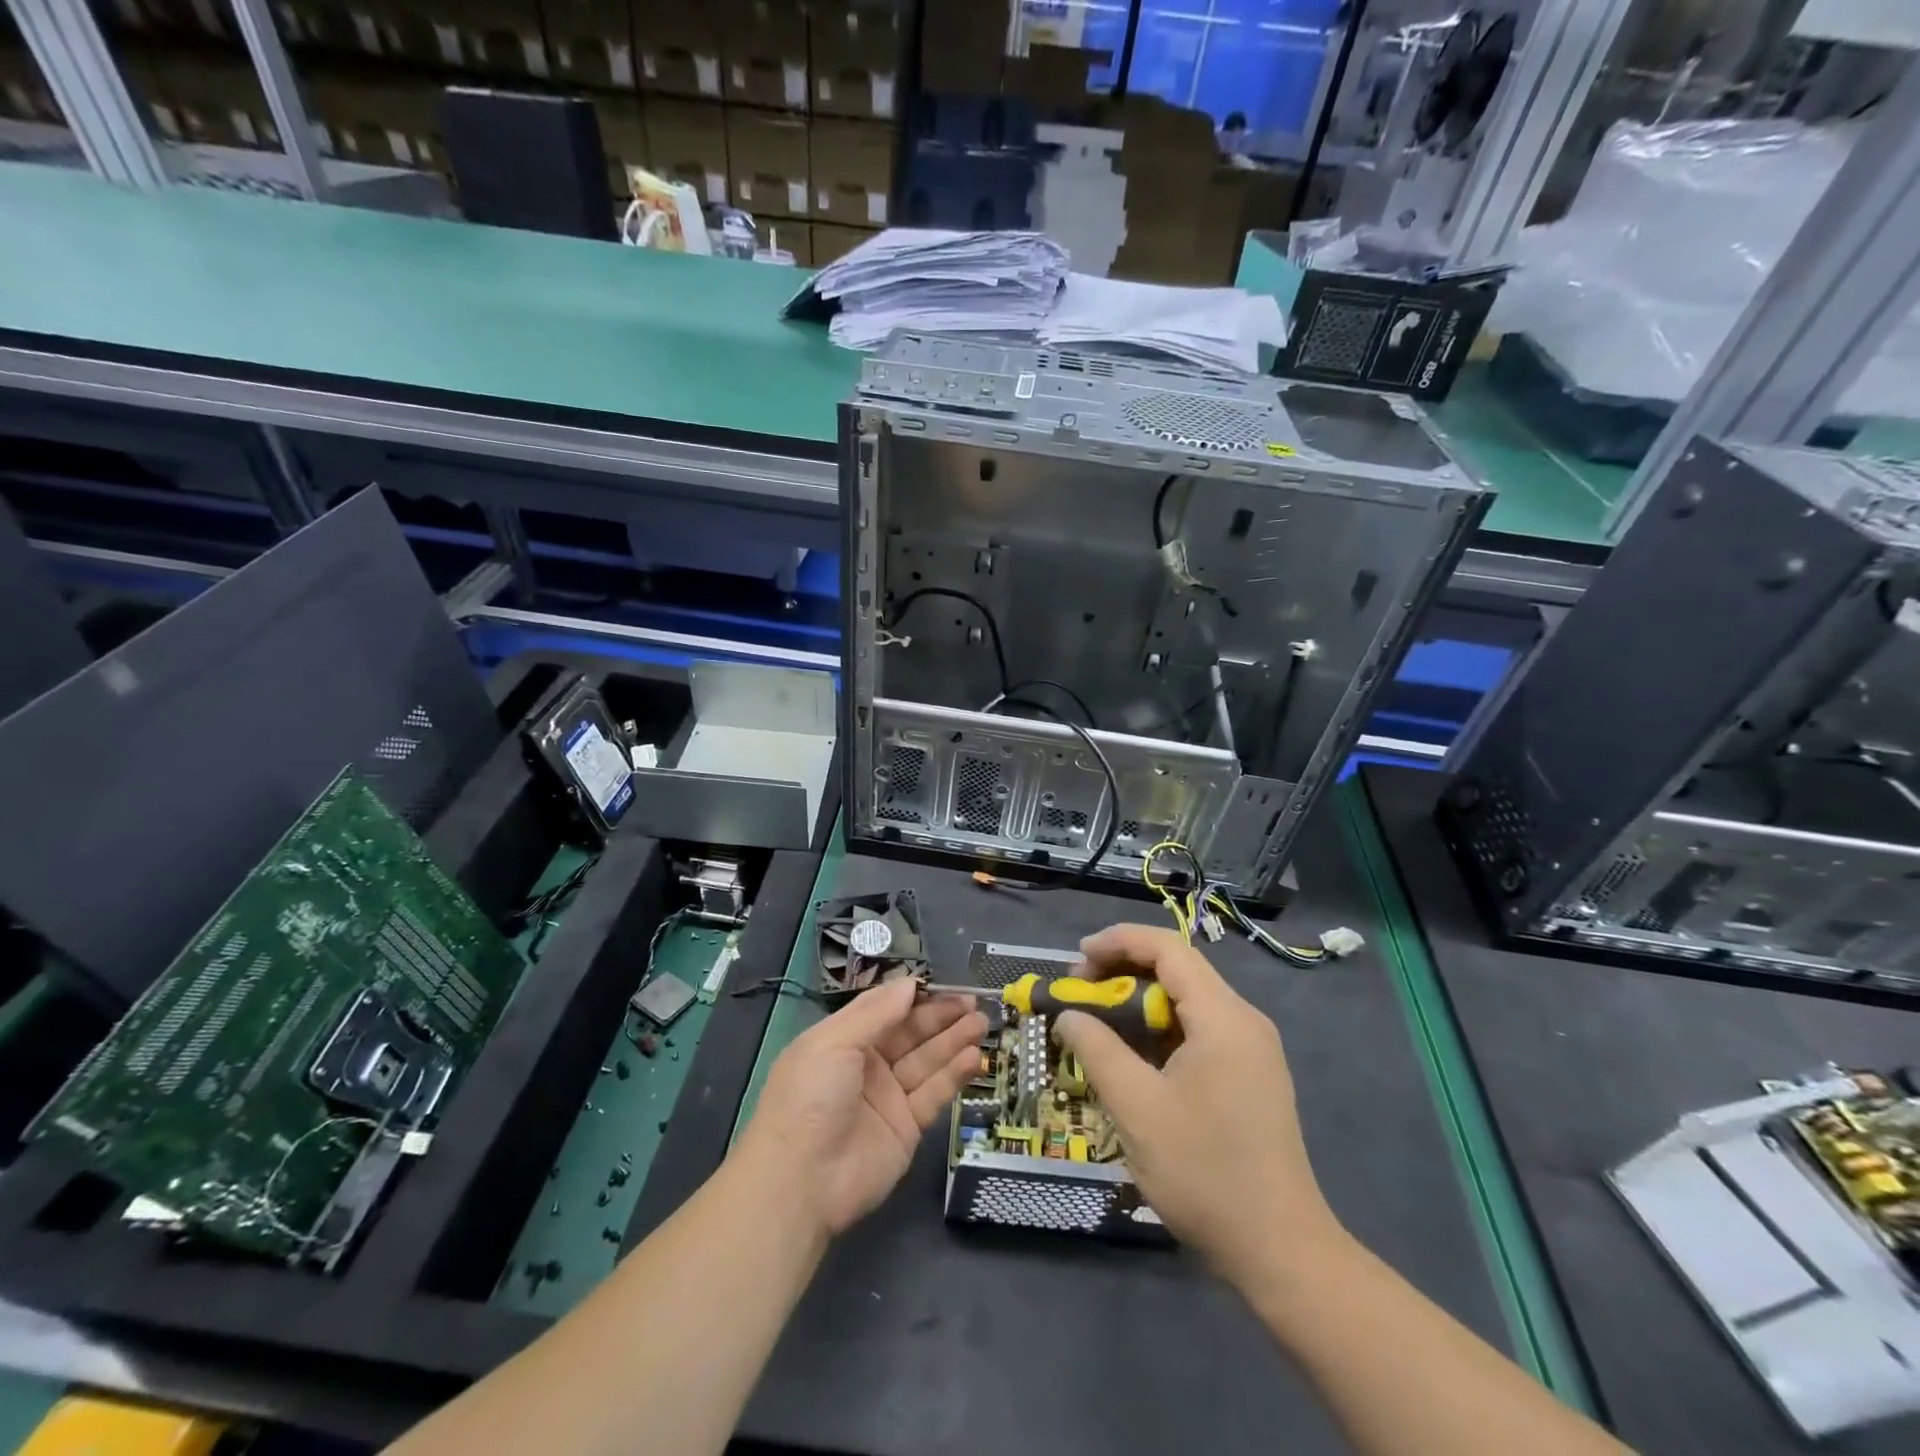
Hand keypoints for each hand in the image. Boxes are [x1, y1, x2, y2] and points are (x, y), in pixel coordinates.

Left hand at [739, 979, 987, 1238]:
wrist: (800, 1181)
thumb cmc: (810, 1096)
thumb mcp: (834, 1041)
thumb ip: (876, 1012)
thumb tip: (910, 983)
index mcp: (843, 1040)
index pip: (885, 1010)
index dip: (913, 997)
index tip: (943, 985)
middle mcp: (867, 1065)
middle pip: (911, 1033)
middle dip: (941, 1017)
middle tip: (973, 1003)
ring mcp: (888, 1097)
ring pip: (927, 1061)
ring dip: (954, 1041)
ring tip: (982, 1023)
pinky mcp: (907, 1128)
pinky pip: (934, 1094)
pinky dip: (954, 1075)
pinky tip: (974, 1057)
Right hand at [1053, 924, 1339, 1282]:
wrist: (1280, 1251)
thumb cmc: (1204, 1173)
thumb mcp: (1137, 1108)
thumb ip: (1097, 1049)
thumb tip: (1068, 1015)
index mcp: (1223, 1017)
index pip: (1168, 949)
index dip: (1118, 942)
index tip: (1076, 959)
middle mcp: (1244, 1021)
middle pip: (1177, 970)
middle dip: (1123, 972)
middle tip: (1079, 994)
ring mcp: (1252, 1049)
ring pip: (1186, 1001)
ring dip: (1139, 1003)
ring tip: (1097, 1024)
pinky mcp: (1250, 1075)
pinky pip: (1198, 1030)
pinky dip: (1159, 1029)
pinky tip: (1132, 1057)